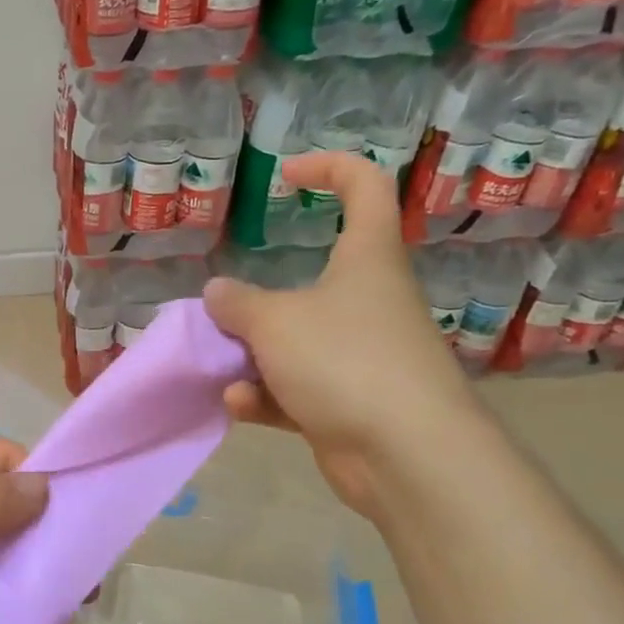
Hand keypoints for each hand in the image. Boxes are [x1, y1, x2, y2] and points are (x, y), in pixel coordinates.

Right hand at [203, 151, 484, 519]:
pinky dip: (267, 396)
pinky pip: (297, 389)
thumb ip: (237, 304)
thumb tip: (219, 293)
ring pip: (296, 341)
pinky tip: (241, 405)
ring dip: (253, 356)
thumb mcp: (274, 322)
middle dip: (258, 302)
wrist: (405, 455)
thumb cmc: (343, 361)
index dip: (329, 168)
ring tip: (224, 370)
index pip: (365, 186)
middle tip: (225, 313)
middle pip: (313, 280)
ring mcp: (361, 355)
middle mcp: (368, 301)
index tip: (285, 176)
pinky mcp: (350, 402)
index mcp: (366, 259)